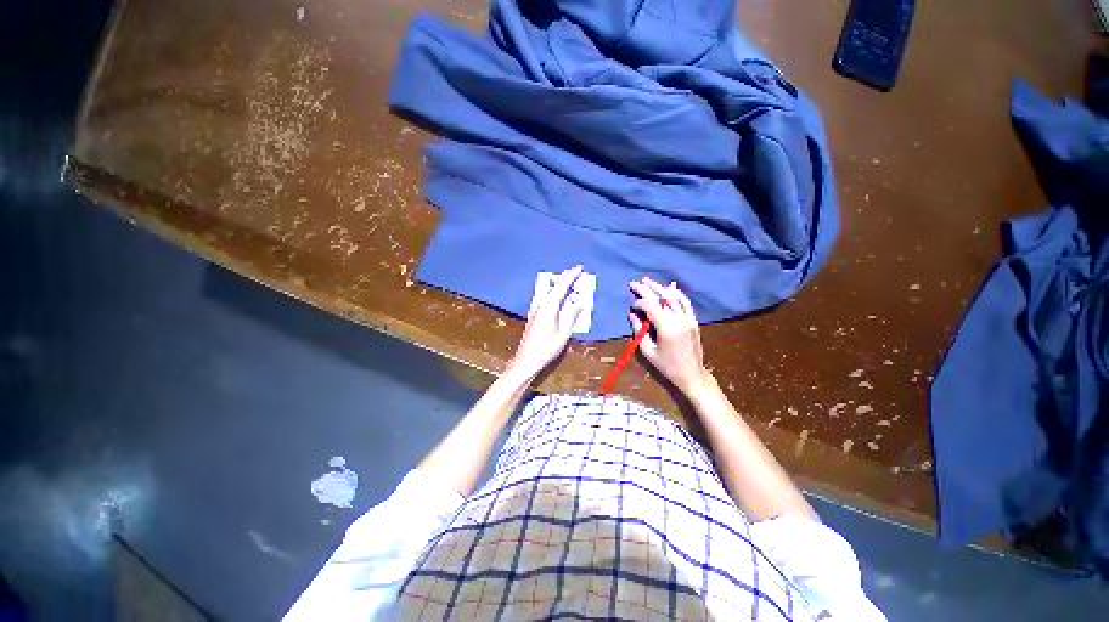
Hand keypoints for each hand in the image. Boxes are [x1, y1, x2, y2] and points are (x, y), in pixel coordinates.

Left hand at [508, 266, 584, 379]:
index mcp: (549, 307)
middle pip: (554, 286)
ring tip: (571, 283)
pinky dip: (554, 293)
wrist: (527, 359)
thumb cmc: (546, 348)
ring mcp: (535, 309)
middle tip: (577, 274)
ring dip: (560, 285)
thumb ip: (571, 316)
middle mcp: (540, 304)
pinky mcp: (534, 315)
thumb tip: (580, 303)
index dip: (571, 276)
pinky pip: (546, 297)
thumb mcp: (563, 334)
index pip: (561, 286)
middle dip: (566, 278)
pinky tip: (559, 297)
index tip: (580, 268)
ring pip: (549, 291)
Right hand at [628, 277, 711, 394]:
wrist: (691, 374)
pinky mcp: (693, 320)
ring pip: (673, 297)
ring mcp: (688, 319)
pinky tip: (669, 287)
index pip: (650, 306)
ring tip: (647, 281)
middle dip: (645, 290)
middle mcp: (679, 319)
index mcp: (667, 328)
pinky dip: (677, 293)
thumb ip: (639, 330)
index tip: (632, 307)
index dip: (639, 303)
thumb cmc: (667, 366)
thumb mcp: (648, 351)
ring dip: (659, 288)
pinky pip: (685, 303)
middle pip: (661, 298)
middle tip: (633, 283)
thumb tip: (632, 315)